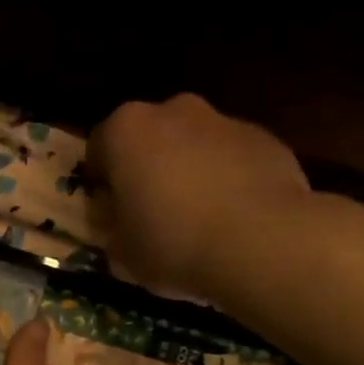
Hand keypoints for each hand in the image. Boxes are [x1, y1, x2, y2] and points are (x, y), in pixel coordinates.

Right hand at [84, 93, 310, 295]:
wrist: (261, 242)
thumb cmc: (174, 245)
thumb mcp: (122, 254)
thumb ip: (111, 228)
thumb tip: (116, 218)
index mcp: (127, 131)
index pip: (98, 148)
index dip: (101, 183)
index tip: (110, 213)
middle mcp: (174, 110)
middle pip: (150, 139)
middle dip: (149, 170)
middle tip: (153, 216)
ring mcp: (224, 120)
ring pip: (195, 145)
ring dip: (191, 173)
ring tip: (200, 222)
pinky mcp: (265, 139)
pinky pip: (233, 160)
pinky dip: (229, 181)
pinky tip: (234, 221)